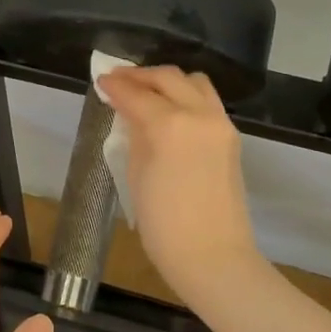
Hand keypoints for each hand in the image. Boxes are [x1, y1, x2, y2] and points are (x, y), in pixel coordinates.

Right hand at [97, 66, 262, 300]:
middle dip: (140, 75)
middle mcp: (199, 114)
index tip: (100, 80)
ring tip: (145, 92)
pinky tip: (168, 110)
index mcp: (170, 124)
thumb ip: (135, 135)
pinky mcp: (230, 137)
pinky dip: (185, 96)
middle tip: (118, 80)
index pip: (136, 94)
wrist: (212, 256)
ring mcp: (220, 124)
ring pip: (193, 83)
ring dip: (167, 81)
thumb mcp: (137, 175)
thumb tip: (130, 114)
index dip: (115, 86)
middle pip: (168, 78)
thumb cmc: (163, 224)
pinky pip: (207, 101)